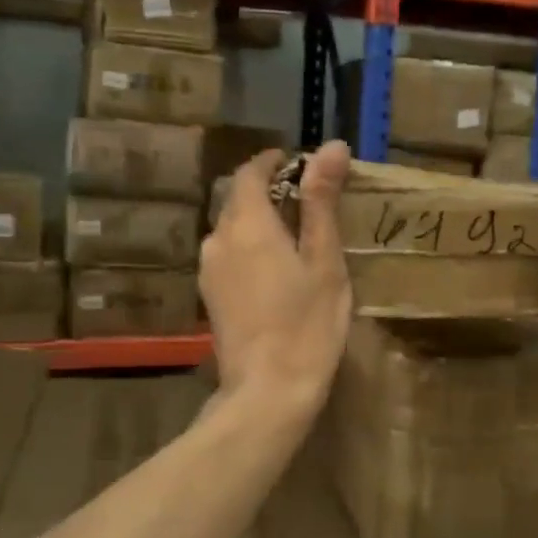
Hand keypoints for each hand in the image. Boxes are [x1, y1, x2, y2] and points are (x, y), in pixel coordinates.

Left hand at [200, 141, 351, 413]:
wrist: (267, 392)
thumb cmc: (307, 324)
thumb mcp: (324, 260)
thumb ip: (321, 201)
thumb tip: (329, 146)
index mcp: (247, 224)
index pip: (249, 172)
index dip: (272, 162)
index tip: (299, 165)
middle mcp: (218, 239)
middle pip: (238, 199)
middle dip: (268, 192)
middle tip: (308, 204)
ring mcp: (208, 270)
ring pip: (231, 229)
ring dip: (258, 222)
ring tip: (295, 239)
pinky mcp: (209, 296)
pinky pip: (228, 255)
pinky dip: (250, 248)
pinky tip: (275, 271)